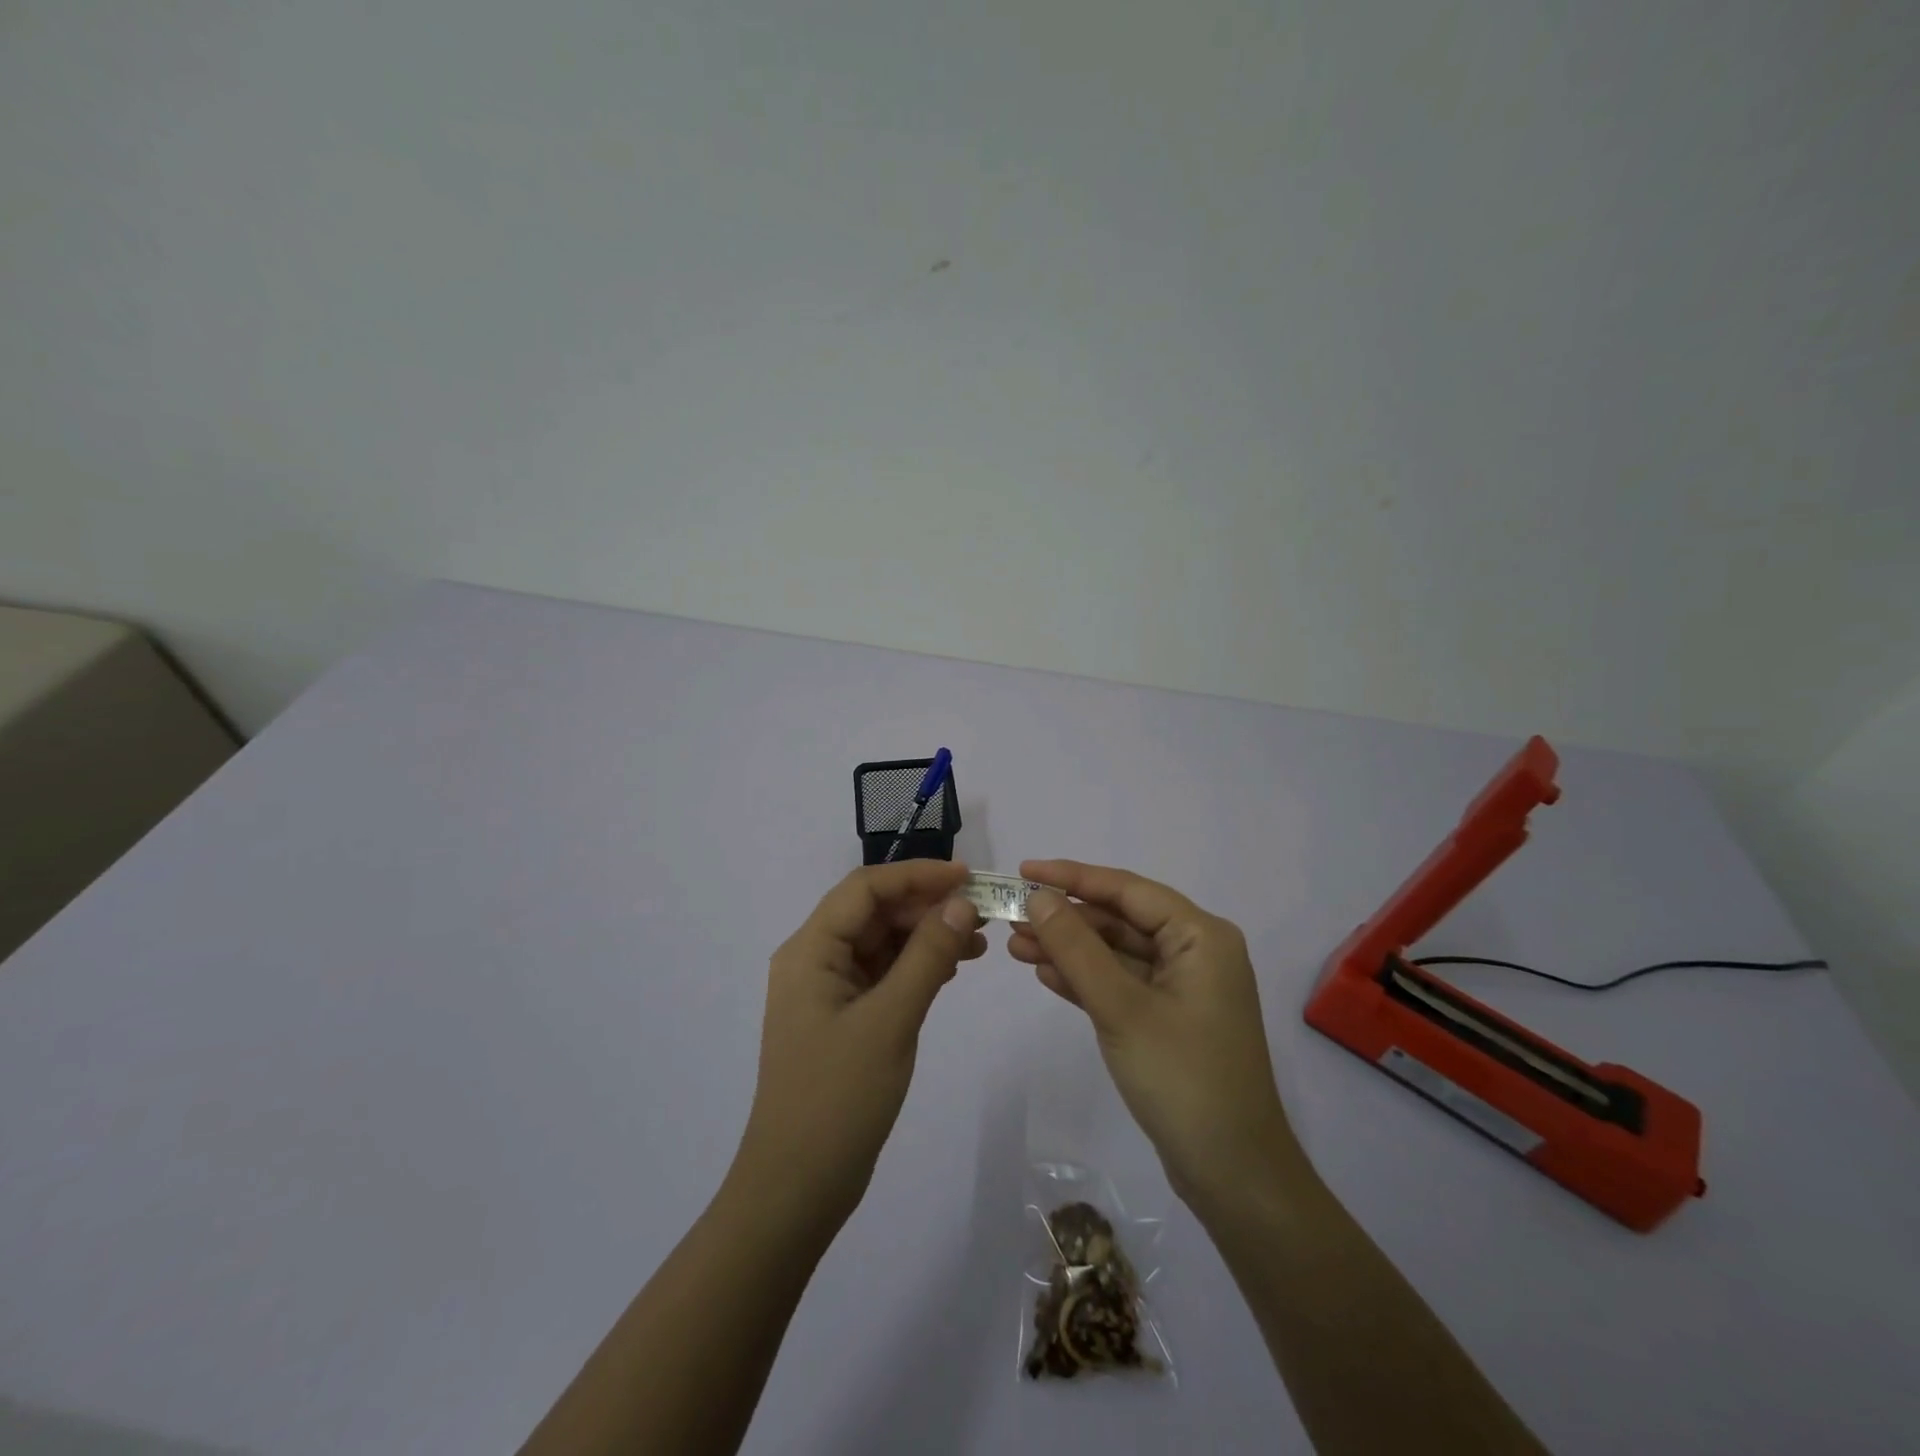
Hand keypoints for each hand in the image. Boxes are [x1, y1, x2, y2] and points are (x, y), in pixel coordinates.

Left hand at [733, 860, 985, 1239]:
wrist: (796, 1189)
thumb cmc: (838, 1099)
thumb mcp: (890, 1021)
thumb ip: (928, 956)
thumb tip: (962, 903)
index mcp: (810, 950)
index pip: (866, 888)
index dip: (917, 875)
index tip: (968, 877)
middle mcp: (814, 960)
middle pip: (874, 912)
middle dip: (926, 905)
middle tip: (982, 912)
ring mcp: (828, 991)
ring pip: (881, 943)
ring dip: (926, 935)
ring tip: (978, 941)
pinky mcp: (843, 1018)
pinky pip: (883, 974)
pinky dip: (917, 966)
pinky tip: (952, 967)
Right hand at [1006, 859, 1301, 1209]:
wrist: (1233, 1175)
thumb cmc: (1183, 1078)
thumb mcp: (1121, 1008)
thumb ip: (1077, 948)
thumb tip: (1039, 897)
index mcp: (1201, 936)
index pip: (1127, 889)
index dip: (1073, 877)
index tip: (1024, 871)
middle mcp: (1195, 952)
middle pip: (1120, 920)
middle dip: (1066, 918)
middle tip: (1011, 917)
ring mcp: (1183, 988)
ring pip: (1116, 953)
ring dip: (1069, 949)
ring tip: (1015, 946)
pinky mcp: (1168, 1019)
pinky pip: (1121, 984)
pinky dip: (1085, 979)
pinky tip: (1045, 974)